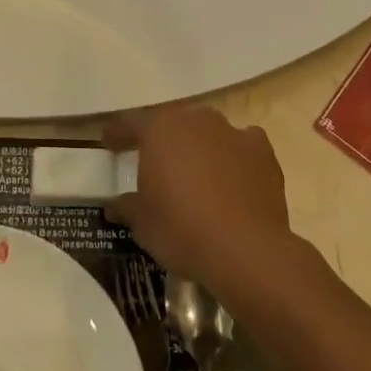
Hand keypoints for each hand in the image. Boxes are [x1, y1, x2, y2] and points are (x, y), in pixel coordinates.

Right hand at [104, 106, 297, 296]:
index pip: (130, 123)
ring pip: (208, 131)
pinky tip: (232, 176)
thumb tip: (115, 205)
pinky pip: (241, 145)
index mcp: (159, 130)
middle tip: (154, 161)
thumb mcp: (142, 223)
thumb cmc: (182, 230)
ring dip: (198, 146)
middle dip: (162, 139)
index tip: (109, 143)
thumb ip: (127, 207)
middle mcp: (195, 120)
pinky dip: (234, 156)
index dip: (118, 133)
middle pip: (172, 123)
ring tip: (195, 172)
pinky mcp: (262, 151)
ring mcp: (232, 132)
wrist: (246, 250)